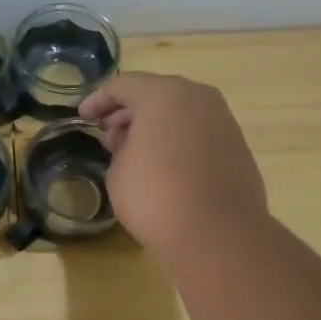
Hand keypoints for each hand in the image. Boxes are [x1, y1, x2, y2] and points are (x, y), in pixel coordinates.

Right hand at [80, 72, 269, 254]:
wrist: (218, 234)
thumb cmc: (156, 196)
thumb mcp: (119, 170)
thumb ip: (119, 146)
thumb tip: (130, 139)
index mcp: (163, 95)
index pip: (122, 86)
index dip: (98, 100)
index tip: (83, 118)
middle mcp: (197, 98)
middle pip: (155, 93)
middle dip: (128, 110)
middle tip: (108, 132)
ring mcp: (222, 120)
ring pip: (180, 111)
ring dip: (156, 124)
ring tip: (135, 149)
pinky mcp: (237, 145)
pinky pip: (198, 132)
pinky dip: (178, 139)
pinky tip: (165, 163)